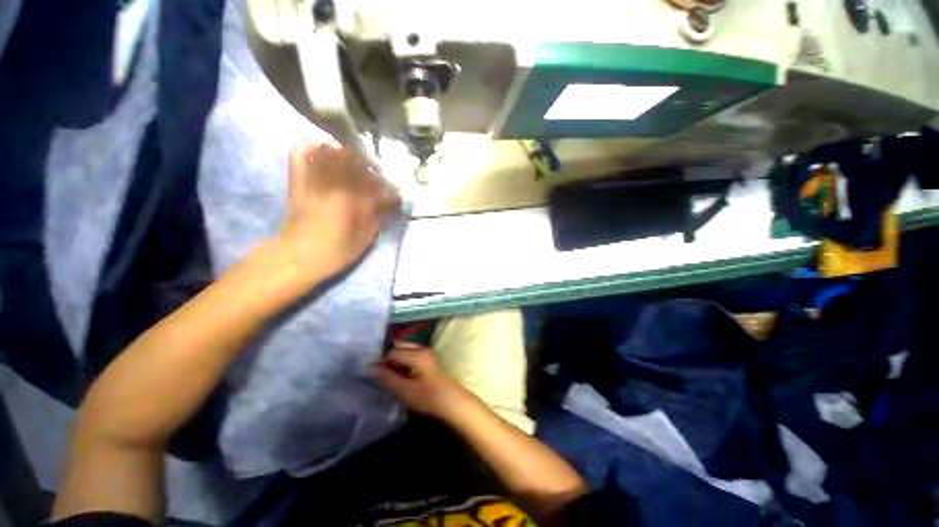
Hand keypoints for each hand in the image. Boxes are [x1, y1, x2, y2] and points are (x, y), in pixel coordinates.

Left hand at [278, 140, 400, 284]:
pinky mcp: (298, 181)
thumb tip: (386, 203)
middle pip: (356, 161)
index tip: (396, 194)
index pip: (377, 186)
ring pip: (331, 152)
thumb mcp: (364, 239)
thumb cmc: (335, 251)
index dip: (390, 189)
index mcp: (353, 201)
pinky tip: (322, 147)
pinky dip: (311, 146)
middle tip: (376, 176)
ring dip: (346, 153)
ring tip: (353, 161)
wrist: (297, 256)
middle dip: (370, 166)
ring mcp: (314, 180)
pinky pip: (300, 154)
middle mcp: (334, 184)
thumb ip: (377, 217)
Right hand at [373, 342, 473, 420]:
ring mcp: (428, 353)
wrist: (453, 402)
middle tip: (380, 376)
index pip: (392, 352)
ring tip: (389, 378)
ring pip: (406, 351)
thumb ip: (387, 378)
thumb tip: (369, 368)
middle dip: (389, 359)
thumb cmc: (429, 397)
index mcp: (417, 354)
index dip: (381, 362)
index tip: (373, 376)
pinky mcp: (430, 360)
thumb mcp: (405, 390)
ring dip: (397, 362)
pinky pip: (412, 356)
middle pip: (400, 347)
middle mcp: (422, 348)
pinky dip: (404, 363)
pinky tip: (401, 376)